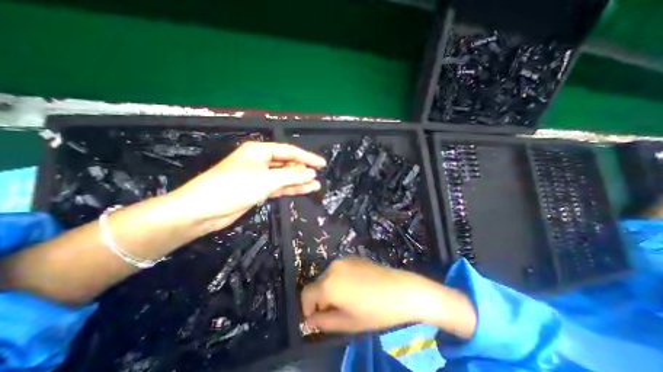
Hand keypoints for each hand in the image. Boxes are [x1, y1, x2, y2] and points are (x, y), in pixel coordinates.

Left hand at [169, 141, 325, 232]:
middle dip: (303, 170)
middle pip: (287, 164)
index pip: (289, 151)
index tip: (322, 164)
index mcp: (259, 151)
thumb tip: (311, 173)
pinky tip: (304, 190)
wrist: (203, 211)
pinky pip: (278, 187)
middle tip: (318, 176)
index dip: (307, 157)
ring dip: (299, 181)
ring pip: (284, 177)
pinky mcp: (258, 190)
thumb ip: (291, 175)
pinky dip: (290, 189)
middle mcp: (260, 161)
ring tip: (315, 185)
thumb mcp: (266, 179)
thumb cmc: (234, 187)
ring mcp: (259, 176)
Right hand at [301, 258, 476, 337]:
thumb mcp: (349, 323)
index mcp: (329, 284)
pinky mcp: (352, 257)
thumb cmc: (376, 311)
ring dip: (330, 289)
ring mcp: (343, 260)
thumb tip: (310, 320)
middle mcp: (332, 267)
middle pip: (317, 285)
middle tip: (335, 312)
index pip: (306, 294)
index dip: (307, 308)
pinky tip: (355, 288)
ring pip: (327, 277)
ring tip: (347, 300)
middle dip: (320, 299)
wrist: (401, 289)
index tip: (315, 318)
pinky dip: (339, 280)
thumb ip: (324, 322)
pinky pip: (338, 270)